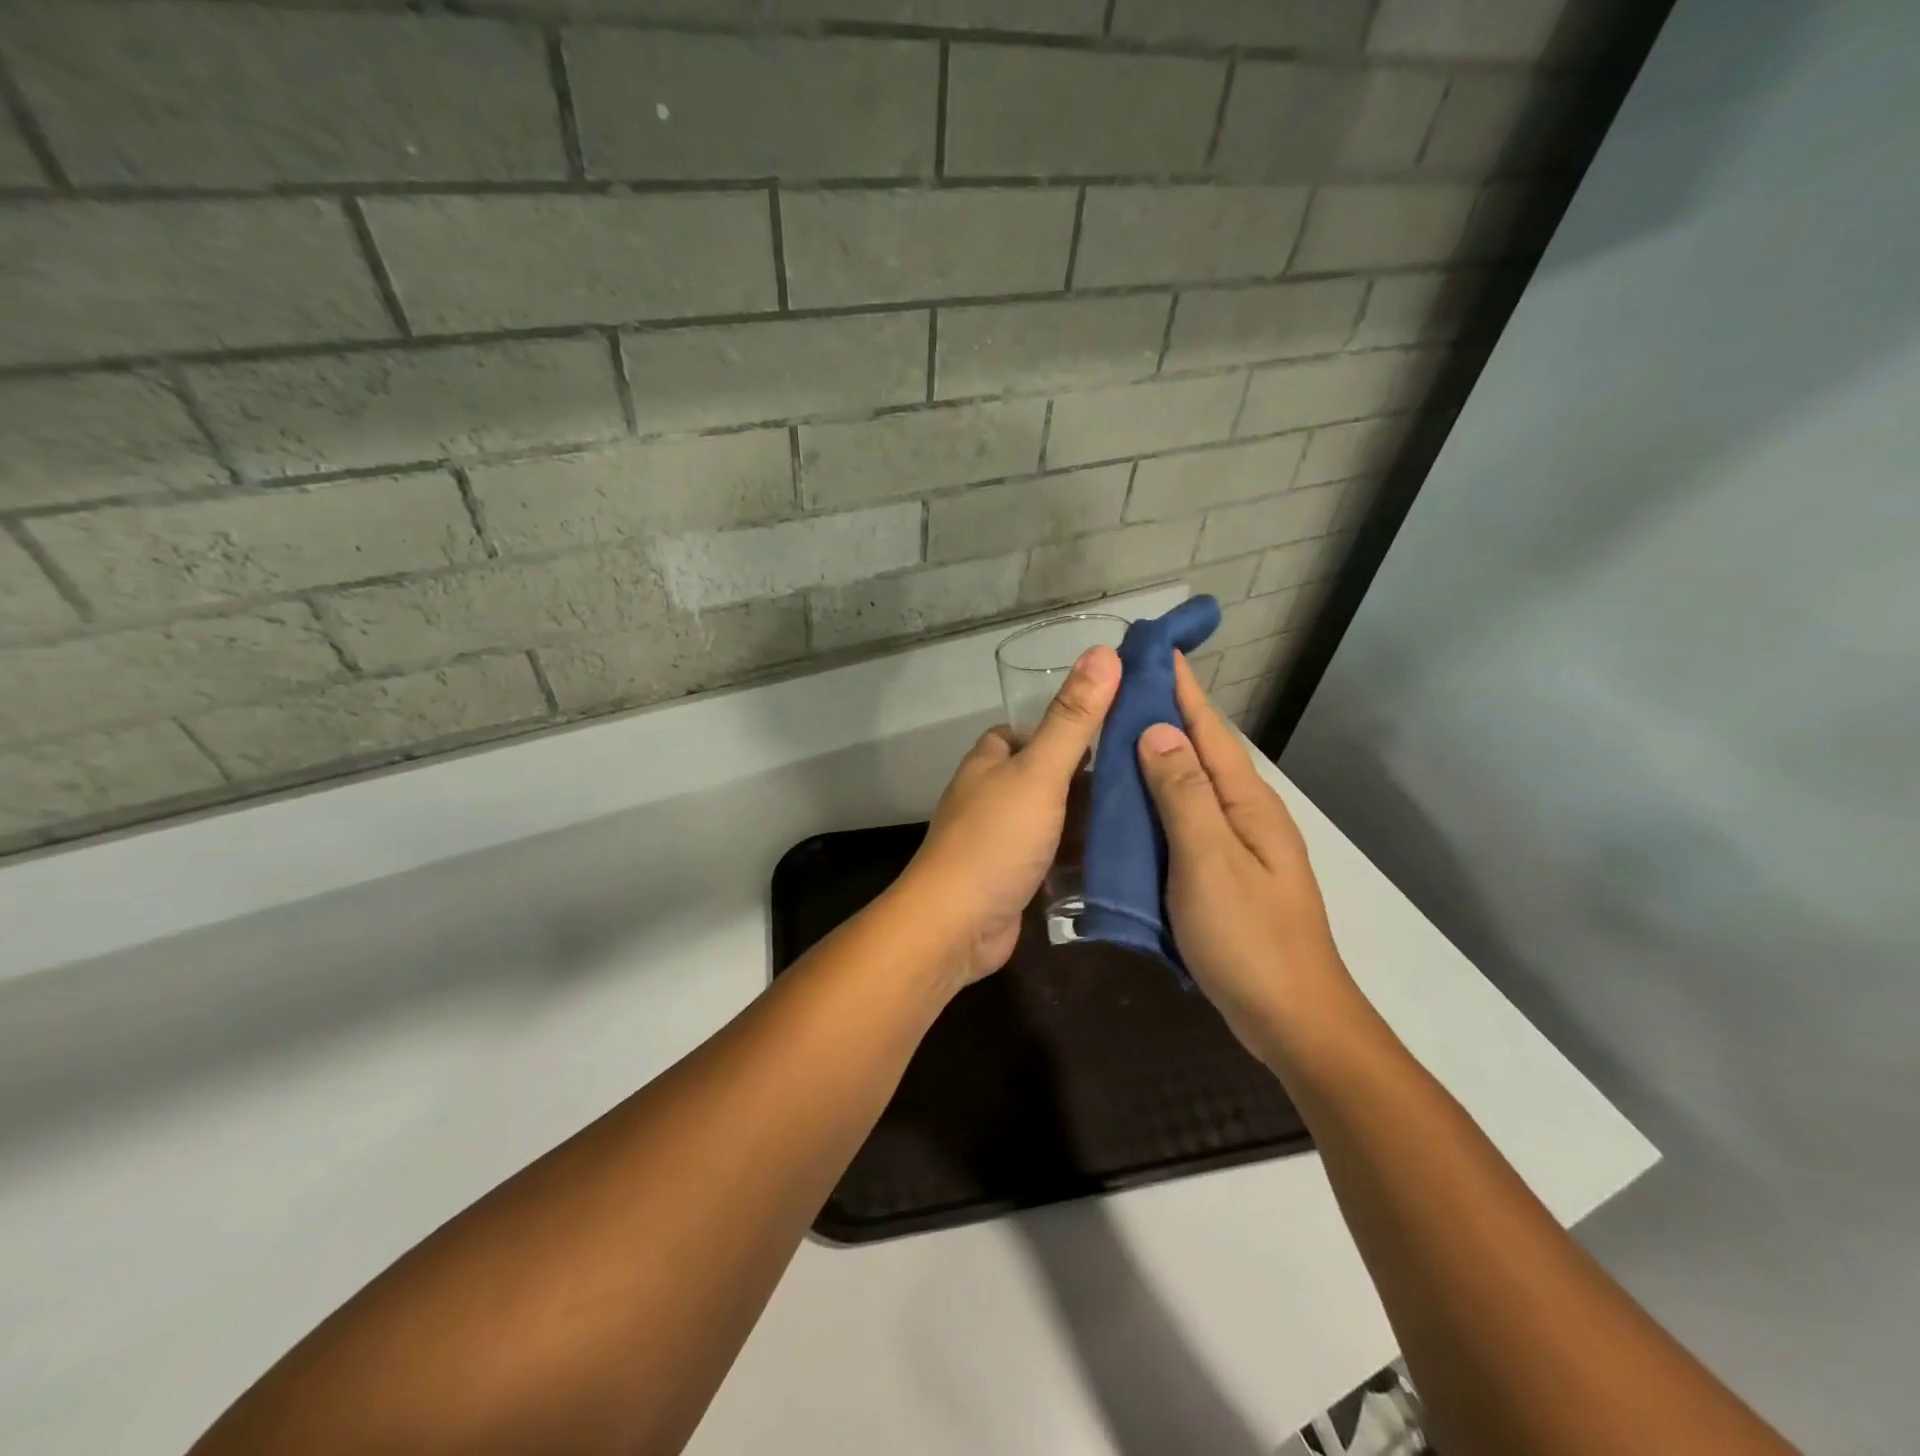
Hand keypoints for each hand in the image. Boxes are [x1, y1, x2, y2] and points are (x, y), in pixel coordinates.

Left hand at [896, 646, 1120, 984]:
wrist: (956, 926)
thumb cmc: (995, 840)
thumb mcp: (1039, 773)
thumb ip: (1072, 719)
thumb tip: (1103, 652)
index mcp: (989, 762)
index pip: (1025, 730)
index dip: (1064, 725)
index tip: (1113, 727)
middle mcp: (990, 794)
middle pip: (1044, 773)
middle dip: (1086, 774)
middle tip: (1142, 772)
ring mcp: (1000, 838)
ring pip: (1052, 816)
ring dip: (1087, 816)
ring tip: (1145, 809)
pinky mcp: (1013, 877)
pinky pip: (1053, 854)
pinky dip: (1079, 854)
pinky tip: (1120, 853)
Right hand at [1135, 654, 1358, 1061]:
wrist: (1291, 1017)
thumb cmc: (1249, 938)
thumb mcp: (1209, 861)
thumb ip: (1184, 794)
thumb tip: (1158, 730)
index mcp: (1246, 801)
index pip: (1208, 728)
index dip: (1180, 687)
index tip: (1151, 648)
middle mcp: (1244, 813)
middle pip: (1200, 751)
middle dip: (1164, 714)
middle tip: (1117, 689)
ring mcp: (1235, 844)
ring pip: (1190, 785)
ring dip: (1157, 755)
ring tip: (1113, 735)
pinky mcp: (1221, 872)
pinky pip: (1184, 819)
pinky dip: (1156, 800)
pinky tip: (1130, 804)